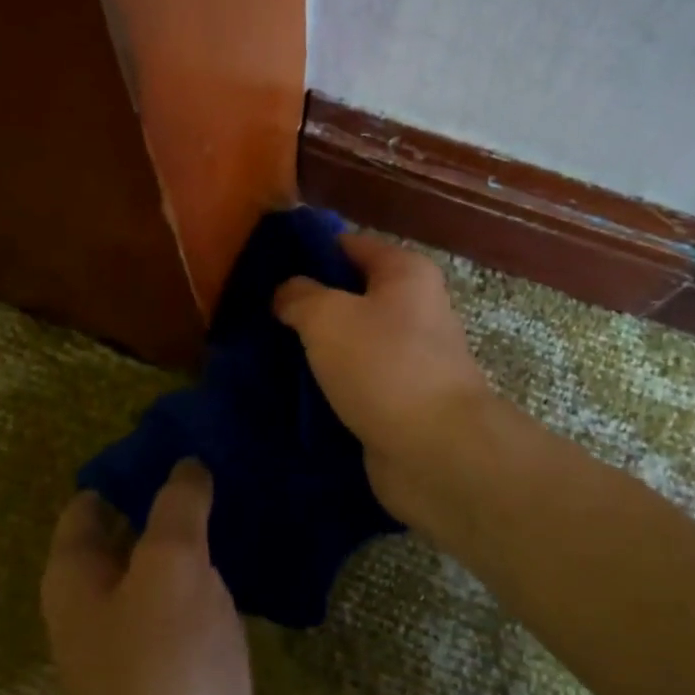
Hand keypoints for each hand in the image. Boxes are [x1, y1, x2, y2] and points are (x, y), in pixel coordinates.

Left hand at [41, 462, 270, 694]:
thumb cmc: (165, 668)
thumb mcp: (170, 566)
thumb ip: (177, 508)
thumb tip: (186, 466)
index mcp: (78, 579)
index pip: (91, 503)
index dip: (128, 467)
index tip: (177, 437)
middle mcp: (104, 606)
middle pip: (134, 532)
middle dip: (172, 497)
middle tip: (225, 456)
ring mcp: (148, 639)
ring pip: (174, 567)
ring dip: (205, 536)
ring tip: (250, 491)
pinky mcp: (190, 666)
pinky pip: (204, 602)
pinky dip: (225, 575)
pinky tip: (263, 550)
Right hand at [274, 232, 493, 527]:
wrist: (435, 450)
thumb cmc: (383, 365)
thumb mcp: (327, 316)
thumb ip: (299, 296)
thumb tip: (286, 292)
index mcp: (405, 272)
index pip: (348, 245)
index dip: (306, 253)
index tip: (264, 270)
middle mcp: (415, 307)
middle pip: (350, 294)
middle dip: (307, 304)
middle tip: (259, 315)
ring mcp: (410, 355)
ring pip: (351, 339)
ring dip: (316, 348)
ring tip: (267, 354)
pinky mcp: (402, 396)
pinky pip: (356, 378)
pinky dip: (330, 383)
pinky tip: (293, 391)